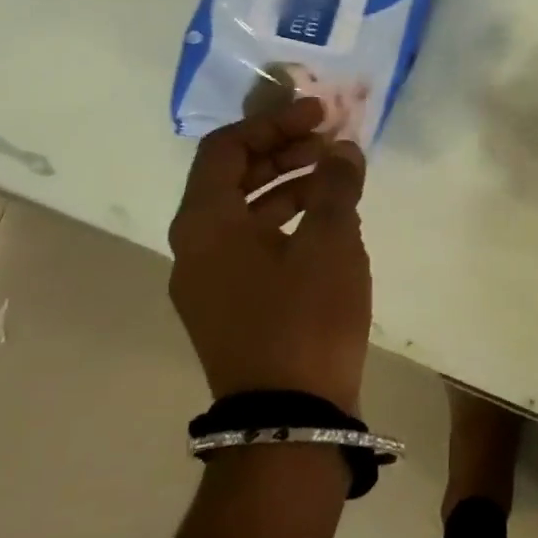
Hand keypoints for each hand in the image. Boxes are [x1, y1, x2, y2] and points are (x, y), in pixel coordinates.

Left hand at [167, 98, 371, 414]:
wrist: (289, 422)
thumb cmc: (305, 318)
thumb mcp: (330, 240)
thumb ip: (335, 184)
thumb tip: (342, 149)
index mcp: (205, 223)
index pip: (226, 148)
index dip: (273, 123)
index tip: (319, 115)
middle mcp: (195, 248)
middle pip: (233, 177)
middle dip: (283, 151)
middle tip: (330, 142)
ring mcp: (210, 282)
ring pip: (245, 213)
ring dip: (288, 185)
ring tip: (336, 176)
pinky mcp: (232, 308)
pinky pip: (254, 245)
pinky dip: (287, 222)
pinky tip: (328, 222)